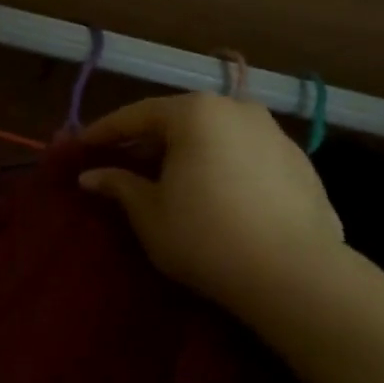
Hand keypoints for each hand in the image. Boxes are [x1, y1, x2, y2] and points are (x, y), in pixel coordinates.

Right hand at [79, 94, 345, 321]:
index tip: (83, 145)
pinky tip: (217, 194)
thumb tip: (91, 176)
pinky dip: (224, 166)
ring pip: (218, 134)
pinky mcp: (300, 162)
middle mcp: (238, 109)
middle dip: (150, 140)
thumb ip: (119, 185)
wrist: (294, 273)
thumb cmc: (205, 236)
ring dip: (190, 151)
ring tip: (172, 179)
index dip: (106, 131)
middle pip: (181, 119)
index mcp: (195, 113)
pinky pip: (247, 155)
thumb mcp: (149, 213)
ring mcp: (274, 133)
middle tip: (124, 162)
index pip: (138, 114)